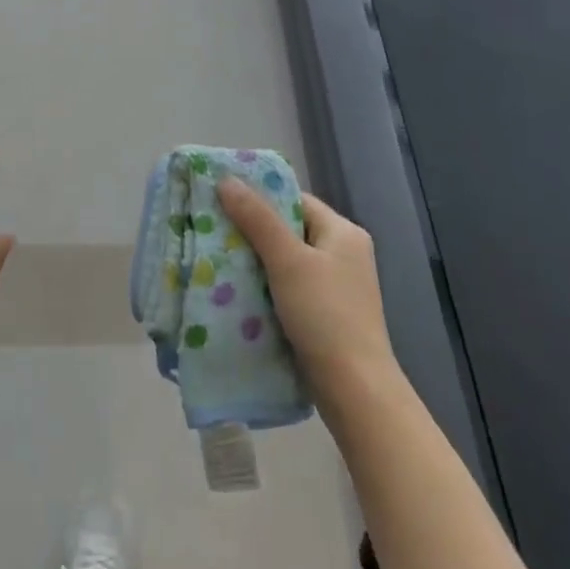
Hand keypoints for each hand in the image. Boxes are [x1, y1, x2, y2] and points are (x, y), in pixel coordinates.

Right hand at [217, 180, 398, 419]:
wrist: (354, 389)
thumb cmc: (325, 314)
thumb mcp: (287, 260)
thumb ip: (257, 219)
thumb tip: (226, 179)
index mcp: (343, 232)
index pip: (295, 200)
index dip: (260, 199)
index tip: (223, 202)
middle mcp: (344, 253)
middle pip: (290, 229)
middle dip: (253, 232)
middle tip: (214, 232)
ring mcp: (337, 286)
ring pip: (287, 261)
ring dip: (257, 261)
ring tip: (219, 260)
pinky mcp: (327, 314)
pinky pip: (290, 287)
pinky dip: (267, 286)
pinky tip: (240, 292)